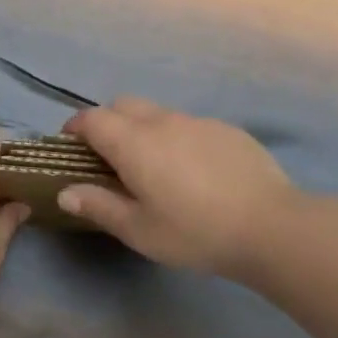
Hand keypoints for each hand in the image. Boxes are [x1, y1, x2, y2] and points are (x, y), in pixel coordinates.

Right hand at [59, 97, 299, 280]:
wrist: (271, 226)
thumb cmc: (195, 232)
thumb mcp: (140, 230)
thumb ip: (99, 206)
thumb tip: (66, 192)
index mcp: (133, 142)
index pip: (92, 119)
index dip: (75, 127)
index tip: (70, 145)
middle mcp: (162, 121)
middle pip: (123, 105)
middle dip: (107, 121)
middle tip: (107, 155)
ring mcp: (198, 122)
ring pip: (158, 113)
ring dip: (142, 128)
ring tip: (152, 165)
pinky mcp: (227, 129)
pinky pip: (189, 125)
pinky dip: (177, 138)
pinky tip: (194, 171)